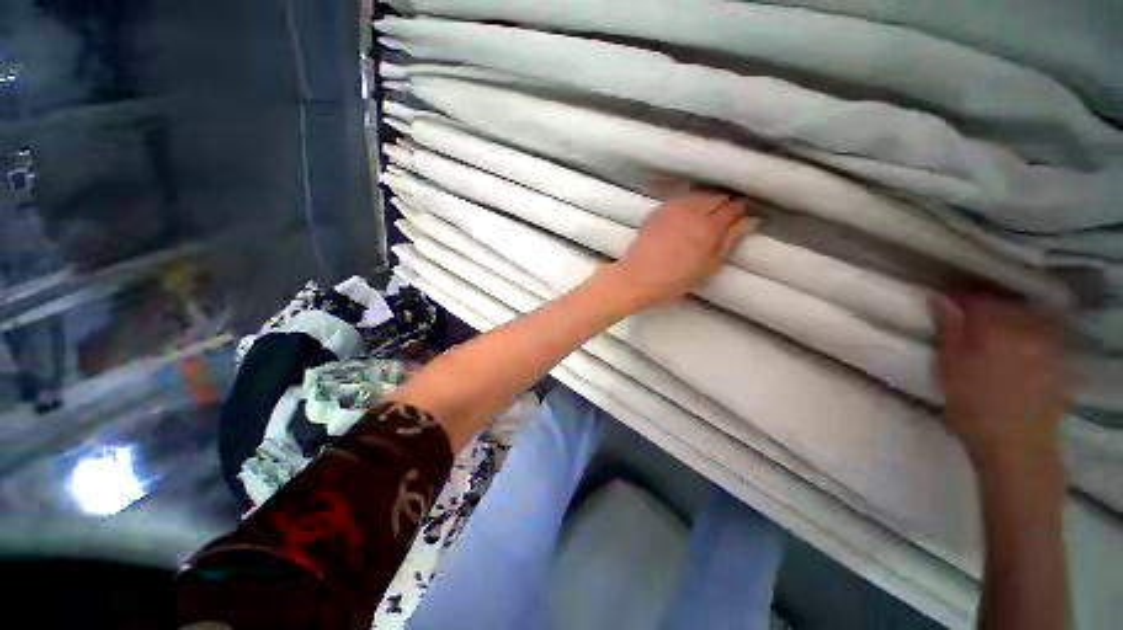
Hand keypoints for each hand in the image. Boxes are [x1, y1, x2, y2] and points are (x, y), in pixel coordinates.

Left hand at [605, 191, 757, 309]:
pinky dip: (689, 205)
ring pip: (699, 196)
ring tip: (705, 220)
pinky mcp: (659, 210)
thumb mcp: (709, 266)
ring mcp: (673, 207)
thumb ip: (730, 241)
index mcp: (709, 226)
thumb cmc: (675, 279)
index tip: (743, 218)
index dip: (741, 211)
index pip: (734, 207)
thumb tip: (750, 221)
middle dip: (724, 205)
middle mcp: (692, 210)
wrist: (637, 277)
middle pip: (717, 197)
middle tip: (724, 221)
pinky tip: (686, 219)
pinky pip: (681, 200)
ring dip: (706, 203)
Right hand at [933, 296, 1068, 470]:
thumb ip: (949, 331)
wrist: (1018, 450)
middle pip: (1005, 306)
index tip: (945, 302)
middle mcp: (1026, 330)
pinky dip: (1029, 336)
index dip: (958, 299)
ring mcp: (1048, 348)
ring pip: (1027, 320)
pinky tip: (1018, 349)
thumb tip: (939, 299)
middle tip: (968, 318)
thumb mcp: (950, 370)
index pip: (975, 299)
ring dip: (1009, 320)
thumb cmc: (974, 409)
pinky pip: (1044, 338)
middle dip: (986, 308)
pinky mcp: (1059, 365)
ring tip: (993, 332)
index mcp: (994, 329)